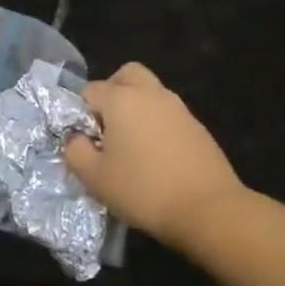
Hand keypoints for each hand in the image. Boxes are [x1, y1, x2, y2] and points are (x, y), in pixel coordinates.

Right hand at [63, 63, 248, 248]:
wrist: (209, 210)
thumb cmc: (143, 190)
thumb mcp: (94, 178)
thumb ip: (75, 151)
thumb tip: (76, 139)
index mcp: (121, 99)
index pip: (89, 91)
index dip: (81, 114)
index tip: (86, 142)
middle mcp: (150, 94)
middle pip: (126, 75)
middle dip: (111, 93)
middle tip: (107, 126)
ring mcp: (178, 108)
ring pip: (150, 93)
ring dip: (136, 108)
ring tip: (131, 146)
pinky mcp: (198, 127)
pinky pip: (168, 114)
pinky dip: (157, 125)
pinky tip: (156, 157)